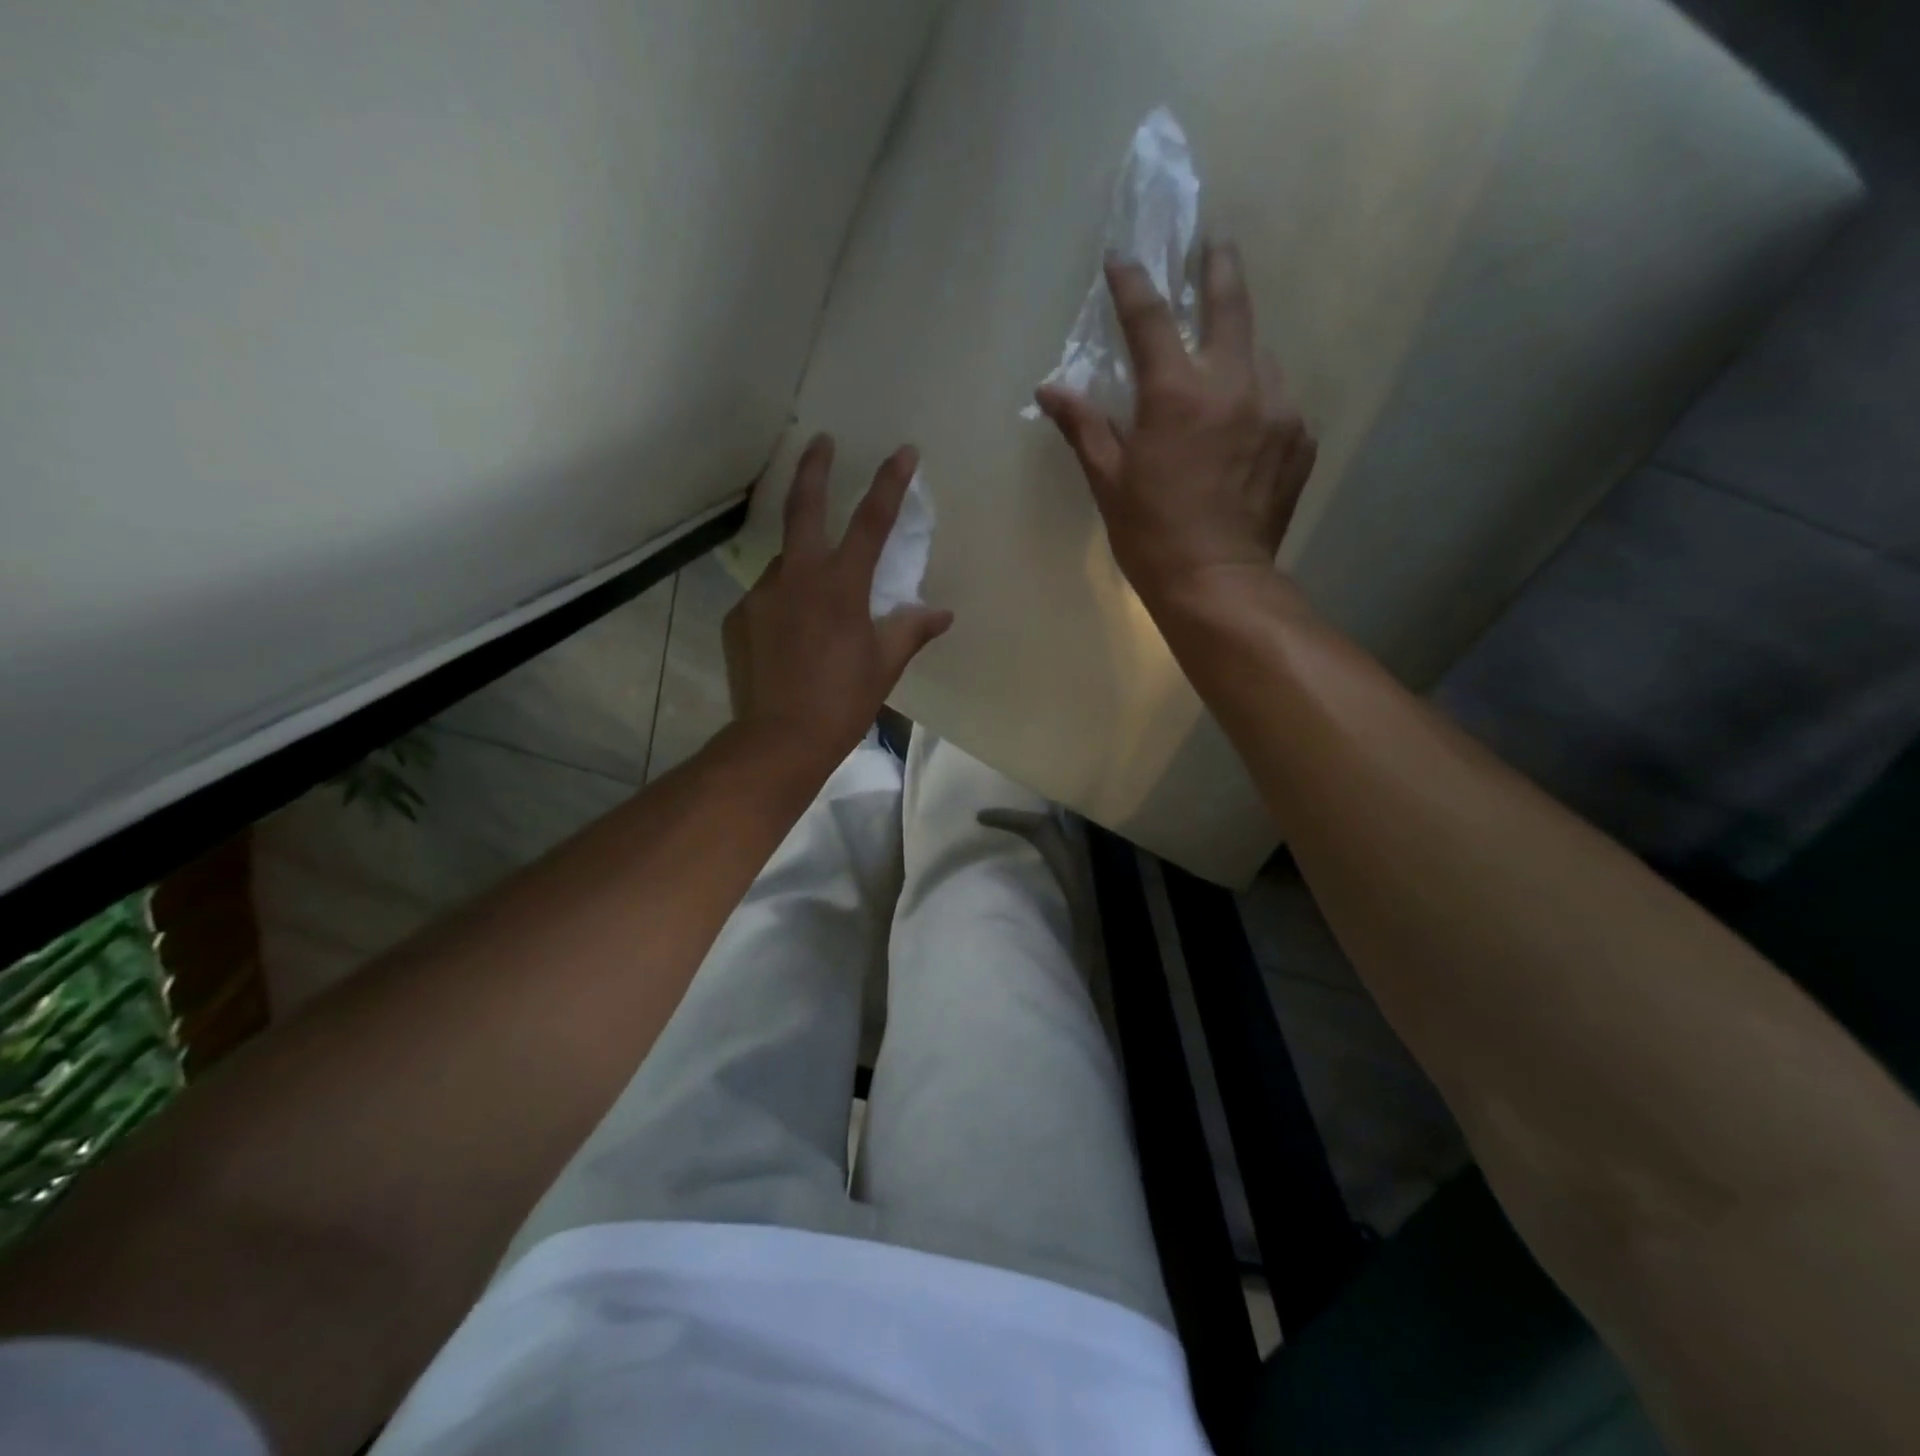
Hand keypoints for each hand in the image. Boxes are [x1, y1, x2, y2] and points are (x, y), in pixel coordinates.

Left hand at [724, 436, 953, 766]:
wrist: (779, 739)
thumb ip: (911, 630)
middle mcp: (797, 577)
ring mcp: (762, 595)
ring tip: (815, 596)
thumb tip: (942, 613)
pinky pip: (768, 598)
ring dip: (802, 562)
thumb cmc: (842, 701)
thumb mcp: (884, 665)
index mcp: (841, 585)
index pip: (871, 521)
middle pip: (804, 507)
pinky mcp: (740, 618)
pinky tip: (790, 634)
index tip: (903, 450)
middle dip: (814, 467)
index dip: (889, 483)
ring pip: (785, 562)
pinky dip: (784, 603)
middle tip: (819, 440)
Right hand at [1035, 241, 1317, 608]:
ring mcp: (1278, 408)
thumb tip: (1049, 390)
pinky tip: (1245, 425)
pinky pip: (1280, 400)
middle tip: (1214, 243)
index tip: (1123, 258)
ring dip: (1240, 347)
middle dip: (1218, 266)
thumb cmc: (1151, 535)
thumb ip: (1084, 427)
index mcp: (1176, 394)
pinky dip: (1259, 400)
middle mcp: (1234, 384)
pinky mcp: (1301, 437)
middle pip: (1231, 303)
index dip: (1133, 283)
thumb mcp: (1109, 481)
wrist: (1218, 582)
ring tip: (1226, 363)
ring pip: (1261, 353)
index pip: (1150, 318)